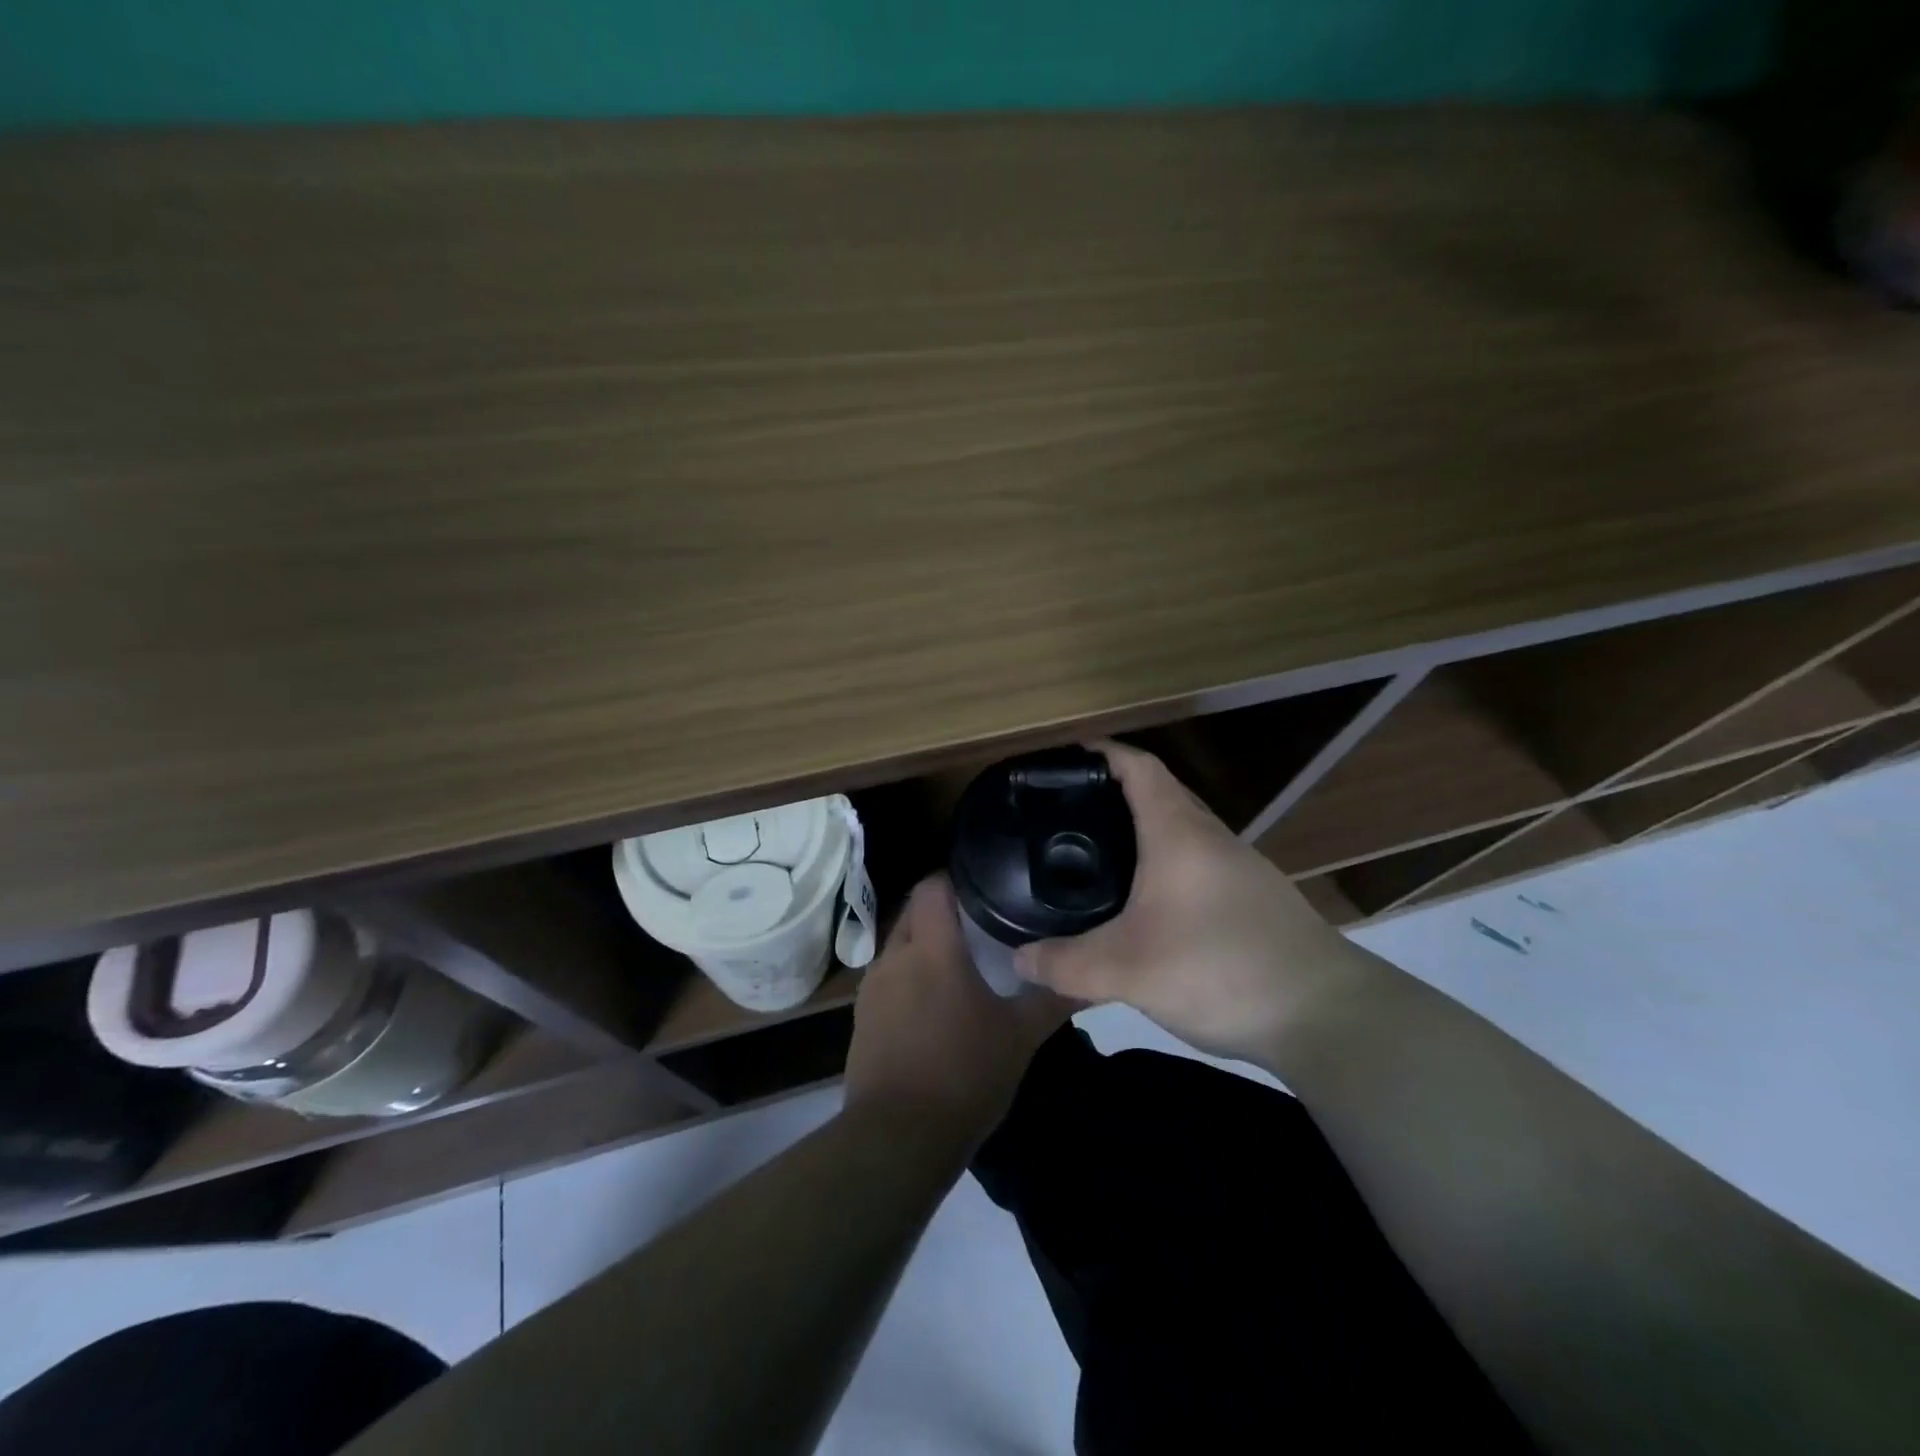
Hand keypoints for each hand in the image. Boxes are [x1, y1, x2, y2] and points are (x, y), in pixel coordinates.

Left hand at [843, 875, 1069, 1152]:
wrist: (897, 1138)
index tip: (984, 886)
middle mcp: (895, 957)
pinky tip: (934, 1007)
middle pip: (914, 913)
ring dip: (924, 948)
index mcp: (931, 948)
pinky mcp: (861, 1019)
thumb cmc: (964, 1074)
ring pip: (899, 947)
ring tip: (961, 966)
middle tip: (981, 926)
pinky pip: (887, 981)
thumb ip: (1053, 1000)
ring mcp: (871, 989)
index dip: (954, 878)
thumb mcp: (1020, 1038)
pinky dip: (909, 980)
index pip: (932, 886)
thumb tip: (1089, 977)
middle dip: (942, 913)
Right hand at [1013, 740, 1350, 1063]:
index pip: (1138, 766)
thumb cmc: (1221, 968)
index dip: (1101, 753)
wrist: (1328, 1016)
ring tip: (1098, 857)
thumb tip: (1018, 960)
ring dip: (1141, 832)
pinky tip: (1147, 905)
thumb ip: (1065, 965)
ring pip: (1181, 830)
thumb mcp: (1128, 971)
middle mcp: (1212, 837)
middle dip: (1112, 794)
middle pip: (1159, 793)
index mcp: (1178, 832)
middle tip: (1066, 815)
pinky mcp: (1254, 899)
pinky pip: (1197, 862)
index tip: (1063, 760)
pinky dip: (1164, 865)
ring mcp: (1239, 867)